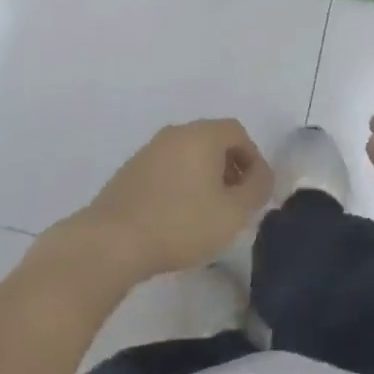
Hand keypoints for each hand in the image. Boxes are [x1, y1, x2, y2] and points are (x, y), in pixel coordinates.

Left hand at [73, 119, 271, 282]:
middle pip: (212, 140)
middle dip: (229, 168)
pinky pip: (167, 169)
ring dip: (204, 177)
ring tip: (207, 213)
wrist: (111, 241)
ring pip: (188, 155)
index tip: (256, 191)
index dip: (253, 159)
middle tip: (235, 202)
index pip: (238, 132)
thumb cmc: (181, 223)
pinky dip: (180, 184)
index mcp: (202, 134)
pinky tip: (177, 217)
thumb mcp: (233, 212)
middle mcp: (176, 133)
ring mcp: (149, 150)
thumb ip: (256, 189)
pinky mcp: (130, 171)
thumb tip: (262, 175)